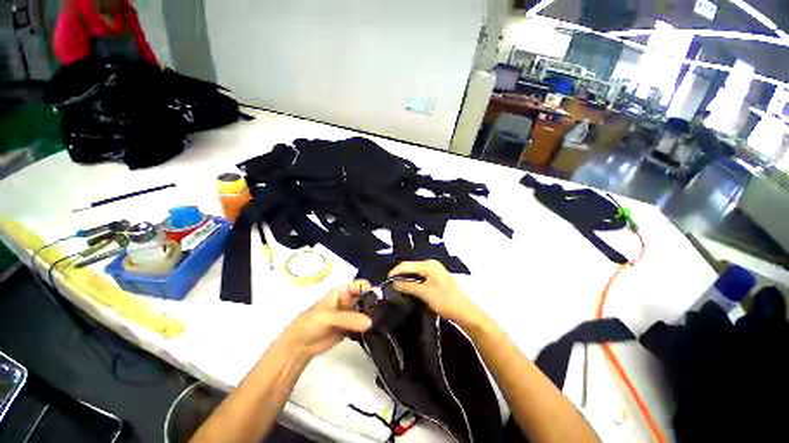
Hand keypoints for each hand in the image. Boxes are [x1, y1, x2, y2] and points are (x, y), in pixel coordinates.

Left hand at [277, 281, 372, 358]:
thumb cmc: (311, 323)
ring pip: (365, 311)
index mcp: (342, 292)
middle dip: (374, 303)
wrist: (299, 346)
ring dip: (372, 315)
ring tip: (381, 321)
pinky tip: (375, 329)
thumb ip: (349, 318)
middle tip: (383, 312)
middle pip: (365, 298)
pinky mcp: (350, 327)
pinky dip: (369, 326)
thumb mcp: (328, 317)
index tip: (379, 299)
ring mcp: (350, 314)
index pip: (360, 285)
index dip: (370, 289)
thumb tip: (371, 322)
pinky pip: (363, 324)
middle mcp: (348, 301)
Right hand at [389, 260, 485, 327]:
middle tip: (390, 285)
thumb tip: (393, 283)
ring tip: (396, 287)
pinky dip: (413, 282)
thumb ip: (408, 287)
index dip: (396, 272)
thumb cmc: (446, 301)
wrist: (465, 312)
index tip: (386, 280)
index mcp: (429, 265)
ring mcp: (434, 271)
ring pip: (415, 273)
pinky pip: (420, 277)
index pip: (407, 265)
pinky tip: (408, 289)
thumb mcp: (425, 294)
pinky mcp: (435, 279)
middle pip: (411, 267)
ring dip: (406, 279)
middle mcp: (431, 265)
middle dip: (400, 275)